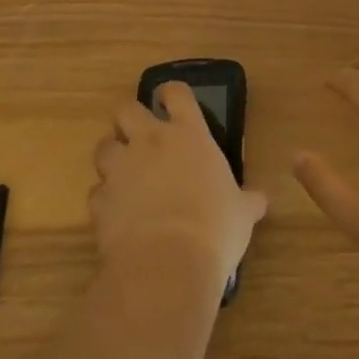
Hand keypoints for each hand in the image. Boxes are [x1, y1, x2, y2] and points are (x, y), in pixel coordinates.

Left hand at [91, 84, 266, 289]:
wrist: (167, 265)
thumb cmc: (215, 228)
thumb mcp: (242, 212)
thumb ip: (248, 201)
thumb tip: (261, 201)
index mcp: (189, 134)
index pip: (176, 93)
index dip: (171, 93)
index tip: (170, 101)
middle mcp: (150, 142)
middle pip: (127, 109)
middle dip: (130, 120)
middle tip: (142, 138)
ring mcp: (120, 169)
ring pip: (103, 146)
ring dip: (113, 157)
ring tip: (125, 175)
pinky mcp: (99, 201)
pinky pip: (97, 192)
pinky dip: (106, 199)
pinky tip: (118, 215)